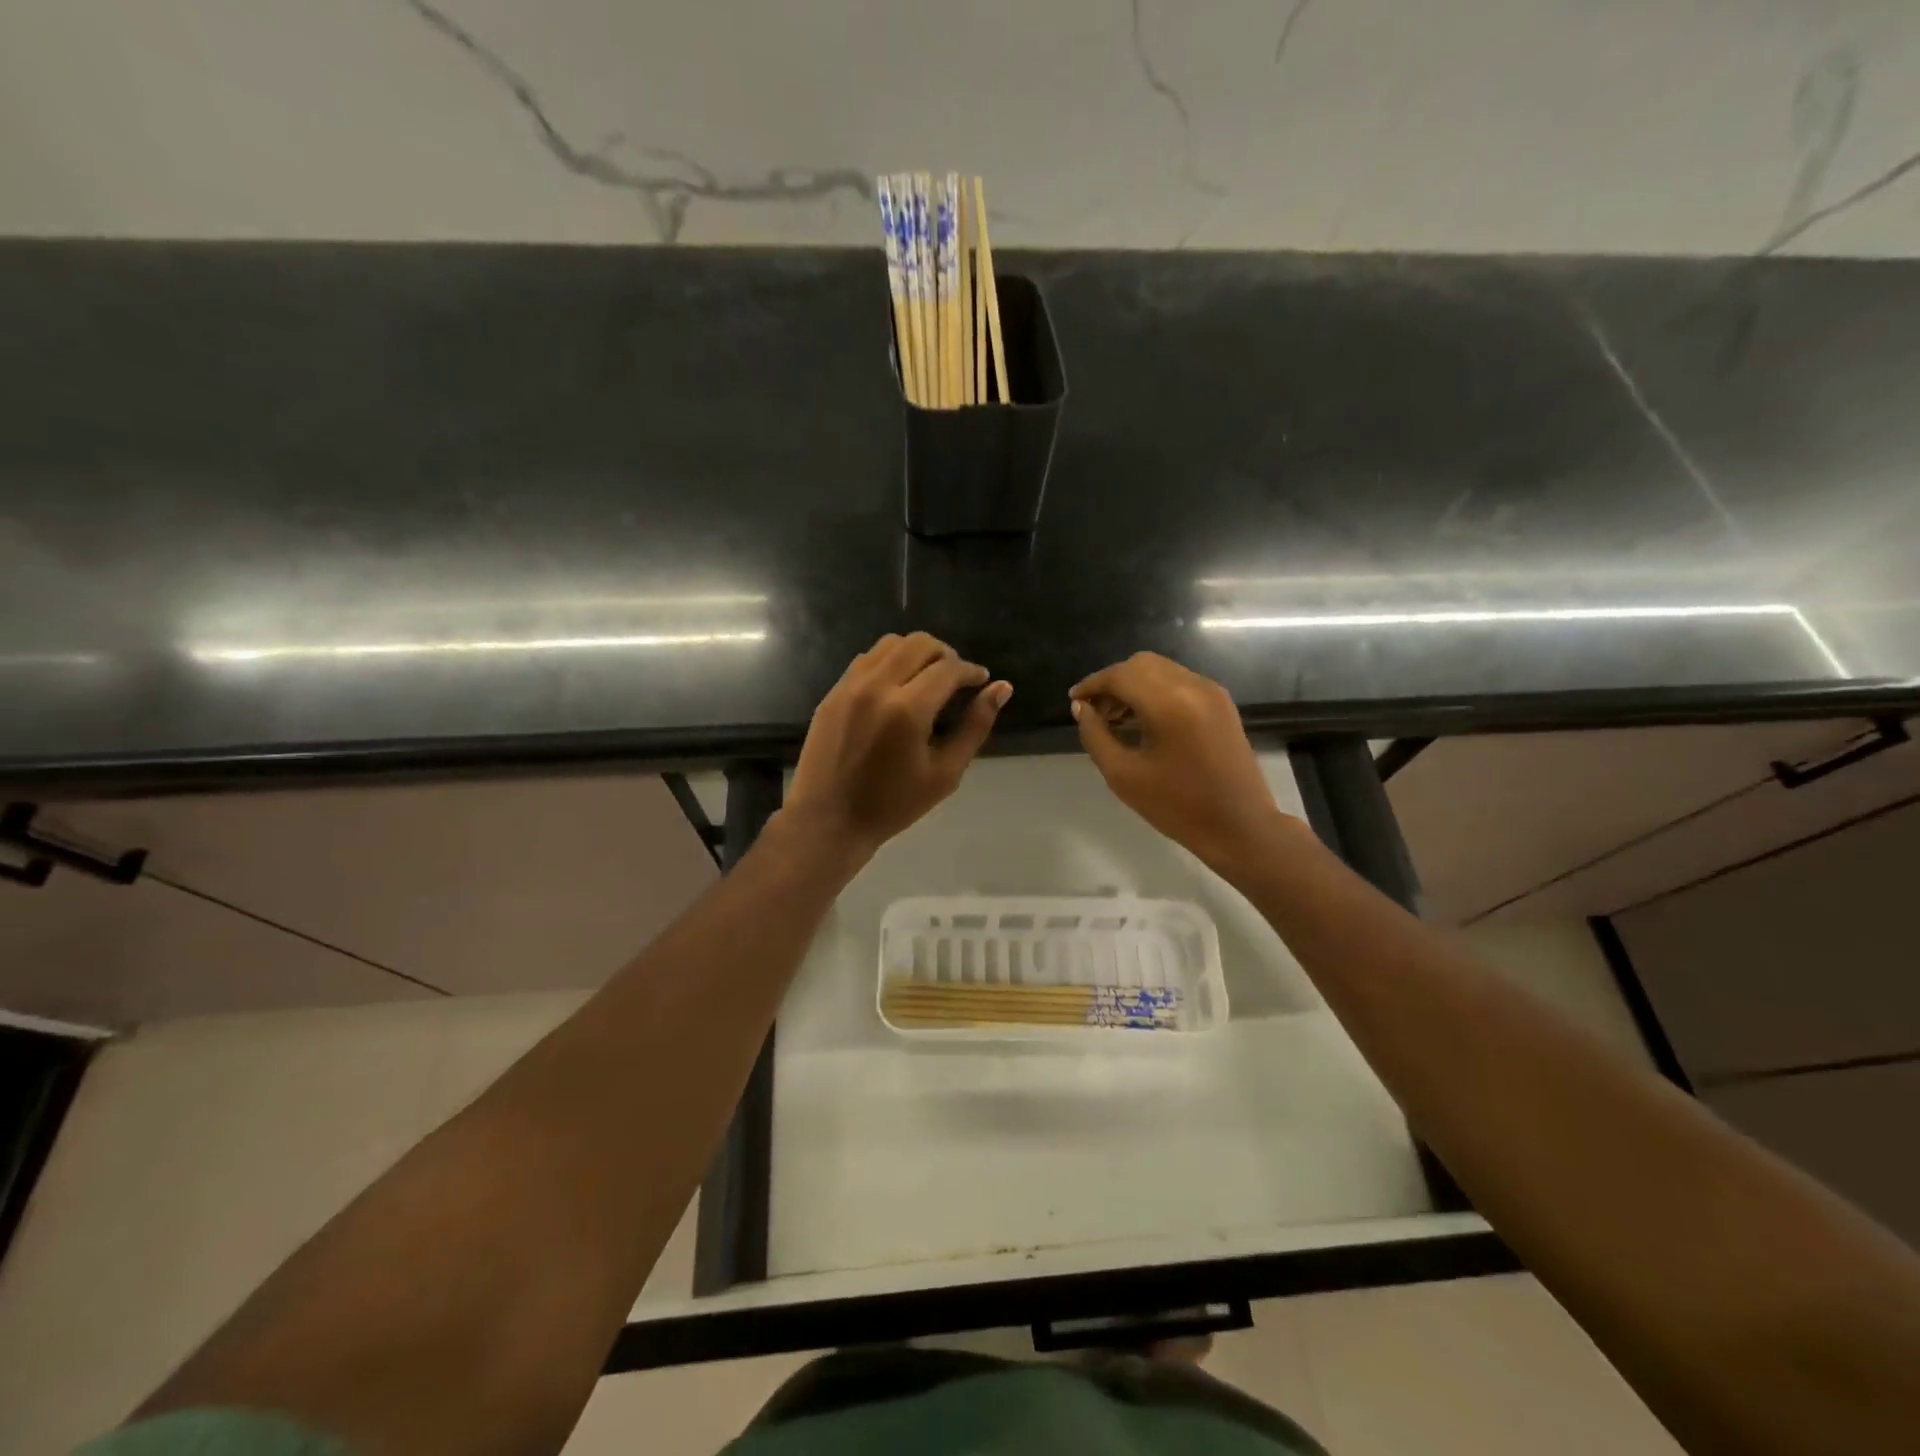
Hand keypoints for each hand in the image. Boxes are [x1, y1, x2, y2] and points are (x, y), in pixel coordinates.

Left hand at [785, 633, 1010, 859]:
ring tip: (927, 678)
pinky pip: (866, 659)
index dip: (971, 671)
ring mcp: (850, 686)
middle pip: (920, 644)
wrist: (829, 820)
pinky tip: (897, 687)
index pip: (948, 669)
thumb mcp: (945, 773)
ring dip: (916, 652)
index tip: (981, 680)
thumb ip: (975, 726)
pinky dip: (889, 661)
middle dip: (946, 654)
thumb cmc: (893, 805)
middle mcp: (877, 687)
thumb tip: (1002, 688)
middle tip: (956, 679)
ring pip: (891, 643)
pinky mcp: (833, 693)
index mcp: (908, 710)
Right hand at [1070, 653, 1284, 867]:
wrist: (1241, 827)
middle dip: (1112, 682)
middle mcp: (1193, 686)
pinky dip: (1154, 691)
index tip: (1074, 702)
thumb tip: (1082, 708)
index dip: (1092, 685)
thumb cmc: (1178, 807)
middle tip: (1093, 711)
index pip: (1120, 675)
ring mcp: (1211, 692)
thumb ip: (1096, 735)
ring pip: (1160, 670)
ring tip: (1114, 718)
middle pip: (1141, 664)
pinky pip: (1179, 682)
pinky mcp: (1221, 703)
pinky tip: (1142, 720)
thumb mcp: (1124, 775)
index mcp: (1170, 702)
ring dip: (1133, 685)